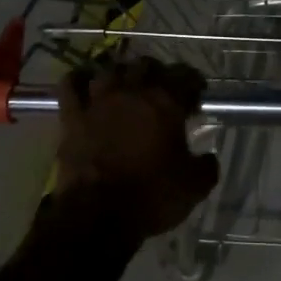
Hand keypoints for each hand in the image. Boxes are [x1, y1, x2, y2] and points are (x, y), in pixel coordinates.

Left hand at [51, 58, 219, 240]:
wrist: (98, 215)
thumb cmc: (151, 197)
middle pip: (146, 65)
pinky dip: (78, 79)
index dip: (193, 84)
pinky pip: (71, 84)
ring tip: (125, 85)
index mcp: (166, 103)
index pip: (186, 77)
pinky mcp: (72, 116)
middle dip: (157, 73)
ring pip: (110, 69)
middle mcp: (132, 92)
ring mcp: (99, 101)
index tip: (196, 96)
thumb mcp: (194, 187)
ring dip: (120, 74)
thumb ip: (206, 166)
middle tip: (162, 90)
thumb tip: (209, 158)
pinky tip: (84, 83)